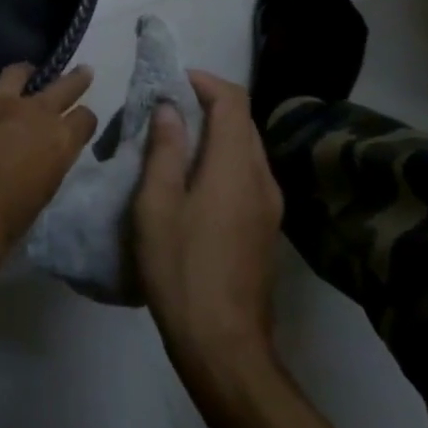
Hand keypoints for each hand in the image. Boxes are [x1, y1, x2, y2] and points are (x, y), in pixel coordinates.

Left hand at [0, 63, 96, 284]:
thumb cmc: (1, 222)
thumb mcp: (36, 198)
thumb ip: (41, 170)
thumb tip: (32, 165)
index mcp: (59, 141)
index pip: (85, 119)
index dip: (83, 121)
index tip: (81, 122)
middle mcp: (34, 112)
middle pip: (64, 85)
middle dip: (75, 79)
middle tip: (83, 70)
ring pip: (17, 74)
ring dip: (22, 76)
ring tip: (23, 76)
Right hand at [134, 71, 283, 384]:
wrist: (225, 346)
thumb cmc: (181, 270)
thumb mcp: (157, 206)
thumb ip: (165, 150)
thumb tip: (170, 107)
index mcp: (234, 166)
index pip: (232, 100)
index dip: (204, 81)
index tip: (171, 82)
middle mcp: (261, 177)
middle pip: (242, 120)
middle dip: (207, 103)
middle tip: (166, 109)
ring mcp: (270, 204)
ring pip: (246, 146)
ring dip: (215, 131)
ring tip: (175, 141)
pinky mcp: (267, 226)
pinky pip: (247, 172)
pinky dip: (222, 158)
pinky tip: (193, 179)